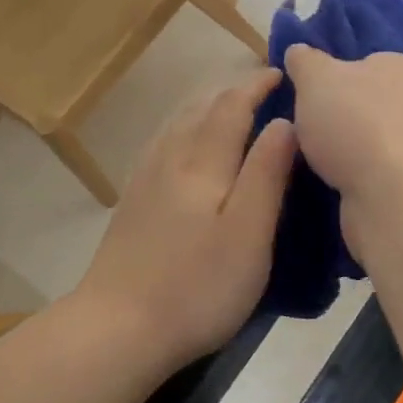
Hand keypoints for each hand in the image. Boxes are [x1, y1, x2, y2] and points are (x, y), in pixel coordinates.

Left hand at [74, 70, 296, 372]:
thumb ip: (267, 174)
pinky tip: (186, 149)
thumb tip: (285, 123)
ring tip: (231, 112)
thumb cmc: (197, 285)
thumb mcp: (249, 234)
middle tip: (263, 91)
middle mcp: (170, 160)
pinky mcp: (132, 204)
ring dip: (206, 109)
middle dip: (232, 93)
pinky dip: (184, 131)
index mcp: (202, 163)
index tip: (281, 74)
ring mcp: (145, 181)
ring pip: (177, 126)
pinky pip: (162, 146)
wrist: (117, 328)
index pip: (232, 107)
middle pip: (200, 110)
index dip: (256, 86)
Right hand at [281, 45, 402, 253]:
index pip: (368, 63)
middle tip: (307, 130)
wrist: (394, 196)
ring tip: (314, 163)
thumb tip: (298, 50)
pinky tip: (336, 186)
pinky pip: (377, 176)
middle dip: (340, 118)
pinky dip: (357, 180)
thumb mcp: (317, 79)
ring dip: (347, 153)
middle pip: (370, 105)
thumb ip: (306, 62)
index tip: (309, 95)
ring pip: (373, 143)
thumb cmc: (356, 123)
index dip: (336, 77)